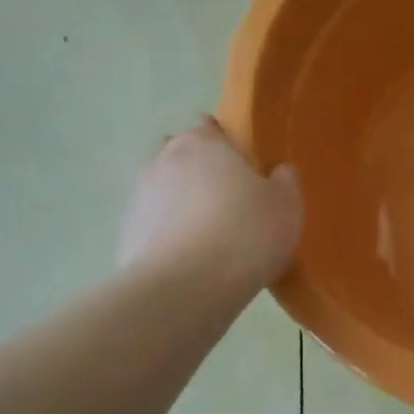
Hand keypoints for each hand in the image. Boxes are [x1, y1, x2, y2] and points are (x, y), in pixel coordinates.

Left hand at [118, 118, 302, 286]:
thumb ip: (284, 181)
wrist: (188, 286)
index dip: (225, 143)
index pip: (208, 127)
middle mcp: (163, 160)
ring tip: (209, 237)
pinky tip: (190, 262)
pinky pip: (154, 228)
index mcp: (203, 143)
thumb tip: (278, 171)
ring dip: (180, 204)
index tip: (242, 166)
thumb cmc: (246, 233)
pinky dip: (168, 237)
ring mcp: (139, 197)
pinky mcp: (127, 234)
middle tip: (227, 200)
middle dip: (198, 170)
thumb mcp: (286, 206)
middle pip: (180, 155)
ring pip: (163, 191)